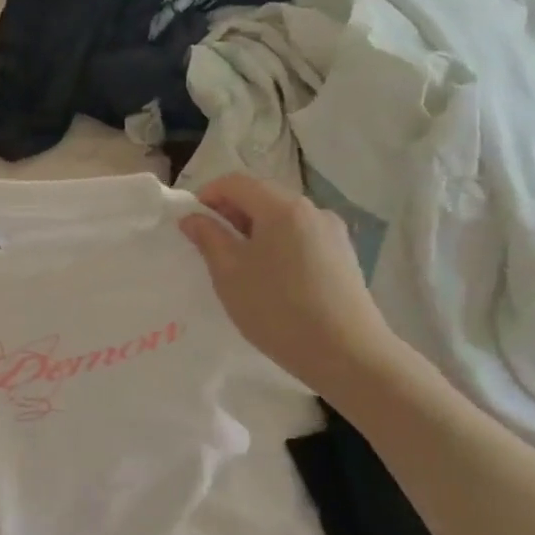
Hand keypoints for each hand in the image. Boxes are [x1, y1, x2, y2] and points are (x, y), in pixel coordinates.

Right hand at [179, 174, 410, 402]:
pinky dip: (275, 244)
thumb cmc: (277, 308)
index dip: (207, 195)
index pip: (236, 182)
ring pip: (281, 218)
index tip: (190, 223)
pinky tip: (268, 277)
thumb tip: (193, 217)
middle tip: (208, 245)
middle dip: (229, 213)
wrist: (345, 352)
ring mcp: (332, 232)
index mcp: (282, 207)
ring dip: (252, 230)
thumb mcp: (229, 272)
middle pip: (261, 196)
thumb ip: (208, 237)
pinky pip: (299, 236)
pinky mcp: (342, 255)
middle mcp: (312, 209)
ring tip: (237, 265)